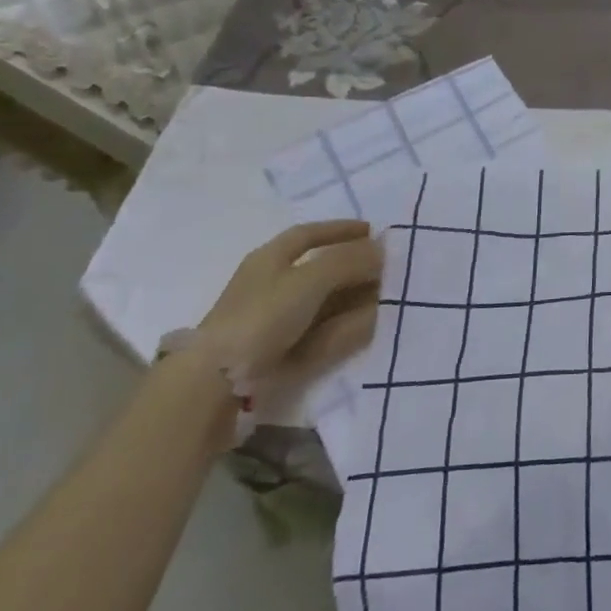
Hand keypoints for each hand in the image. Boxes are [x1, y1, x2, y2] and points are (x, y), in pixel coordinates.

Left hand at [197, 220, 384, 400]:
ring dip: (359, 298)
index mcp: (270, 259)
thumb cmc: (263, 315)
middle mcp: (274, 285)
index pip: (308, 234)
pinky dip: (350, 326)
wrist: (218, 382)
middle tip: (392, 268)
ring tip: (391, 296)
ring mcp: (279, 321)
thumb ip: (349, 260)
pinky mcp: (286, 351)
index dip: (340, 229)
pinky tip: (374, 324)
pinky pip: (326, 331)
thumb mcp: (310, 278)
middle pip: (323, 269)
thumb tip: (382, 249)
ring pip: (328, 302)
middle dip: (358, 267)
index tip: (373, 231)